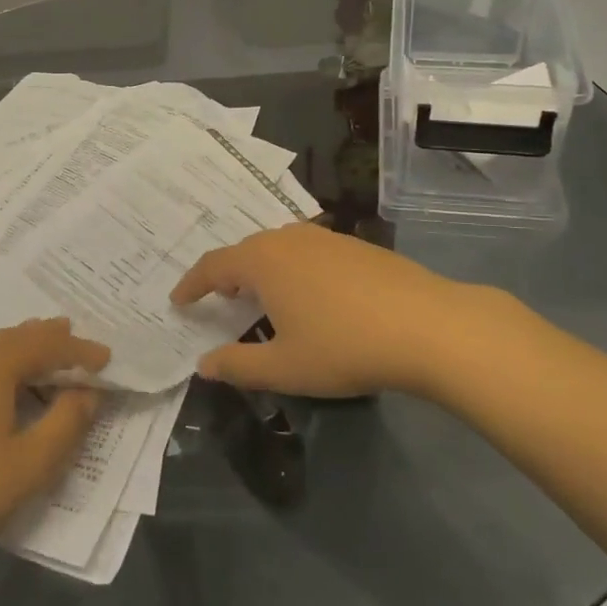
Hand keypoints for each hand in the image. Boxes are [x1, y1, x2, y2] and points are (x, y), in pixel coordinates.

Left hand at [0, 319, 107, 585]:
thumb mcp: (27, 466)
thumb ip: (66, 425)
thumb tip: (86, 394)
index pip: (47, 344)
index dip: (80, 350)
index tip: (106, 358)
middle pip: (14, 337)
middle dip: (48, 339)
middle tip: (73, 338)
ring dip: (19, 352)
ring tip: (39, 357)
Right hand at [171, 223, 520, 397]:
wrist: (428, 326)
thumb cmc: (344, 347)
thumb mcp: (284, 367)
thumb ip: (237, 365)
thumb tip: (203, 364)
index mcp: (263, 260)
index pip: (213, 266)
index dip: (192, 284)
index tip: (178, 300)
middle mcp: (289, 238)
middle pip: (246, 251)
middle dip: (227, 275)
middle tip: (219, 300)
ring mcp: (327, 238)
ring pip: (280, 248)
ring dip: (262, 270)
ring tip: (262, 298)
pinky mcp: (357, 246)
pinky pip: (309, 252)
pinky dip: (294, 270)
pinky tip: (311, 296)